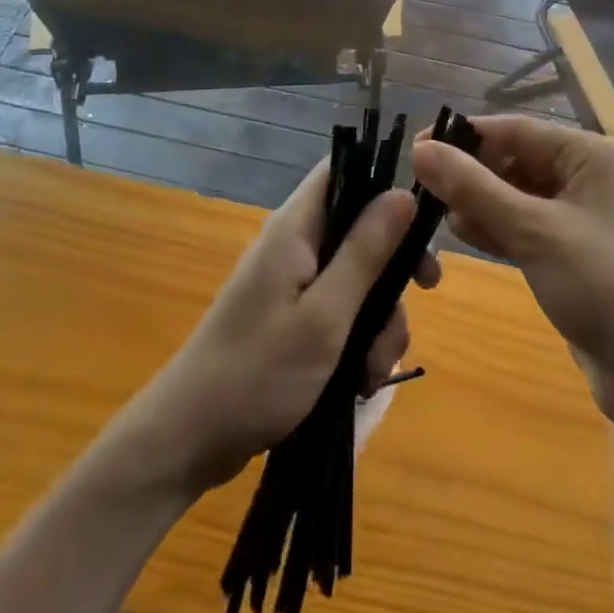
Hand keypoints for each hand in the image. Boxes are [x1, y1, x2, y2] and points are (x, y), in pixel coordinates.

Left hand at [115, 161, 440, 494]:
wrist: (188, 441)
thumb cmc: (259, 372)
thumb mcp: (326, 315)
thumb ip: (366, 251)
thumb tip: (404, 192)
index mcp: (296, 228)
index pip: (343, 171)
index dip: (384, 184)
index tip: (421, 223)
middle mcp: (294, 245)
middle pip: (359, 229)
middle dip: (393, 268)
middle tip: (424, 297)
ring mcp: (291, 283)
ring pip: (356, 277)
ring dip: (379, 319)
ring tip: (375, 371)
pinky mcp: (291, 317)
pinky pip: (340, 310)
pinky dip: (358, 340)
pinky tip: (363, 382)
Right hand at [411, 115, 613, 427]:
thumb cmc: (602, 286)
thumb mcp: (533, 231)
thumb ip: (474, 188)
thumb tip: (420, 148)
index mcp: (589, 154)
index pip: (515, 130)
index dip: (464, 137)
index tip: (415, 148)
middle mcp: (587, 175)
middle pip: (515, 160)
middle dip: (470, 173)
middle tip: (421, 190)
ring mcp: (581, 215)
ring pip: (516, 194)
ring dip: (479, 202)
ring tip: (436, 215)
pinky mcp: (572, 251)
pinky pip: (526, 225)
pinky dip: (497, 227)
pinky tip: (463, 233)